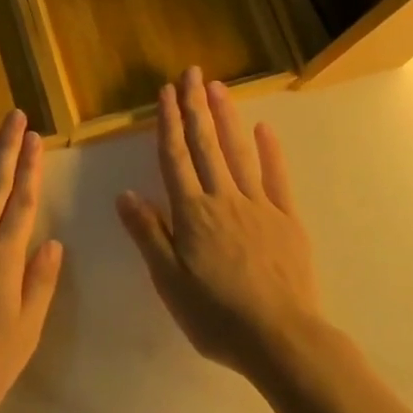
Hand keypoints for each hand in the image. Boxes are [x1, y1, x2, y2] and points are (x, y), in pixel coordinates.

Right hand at [116, 67, 322, 376]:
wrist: (280, 339)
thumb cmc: (216, 315)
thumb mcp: (169, 281)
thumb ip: (148, 234)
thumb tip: (125, 193)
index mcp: (192, 213)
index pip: (175, 158)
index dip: (169, 123)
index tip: (166, 92)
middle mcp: (223, 198)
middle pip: (206, 145)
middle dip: (196, 107)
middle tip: (192, 73)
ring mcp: (259, 205)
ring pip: (238, 152)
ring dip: (226, 117)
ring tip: (218, 87)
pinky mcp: (287, 219)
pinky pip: (276, 178)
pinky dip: (269, 151)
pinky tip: (264, 129)